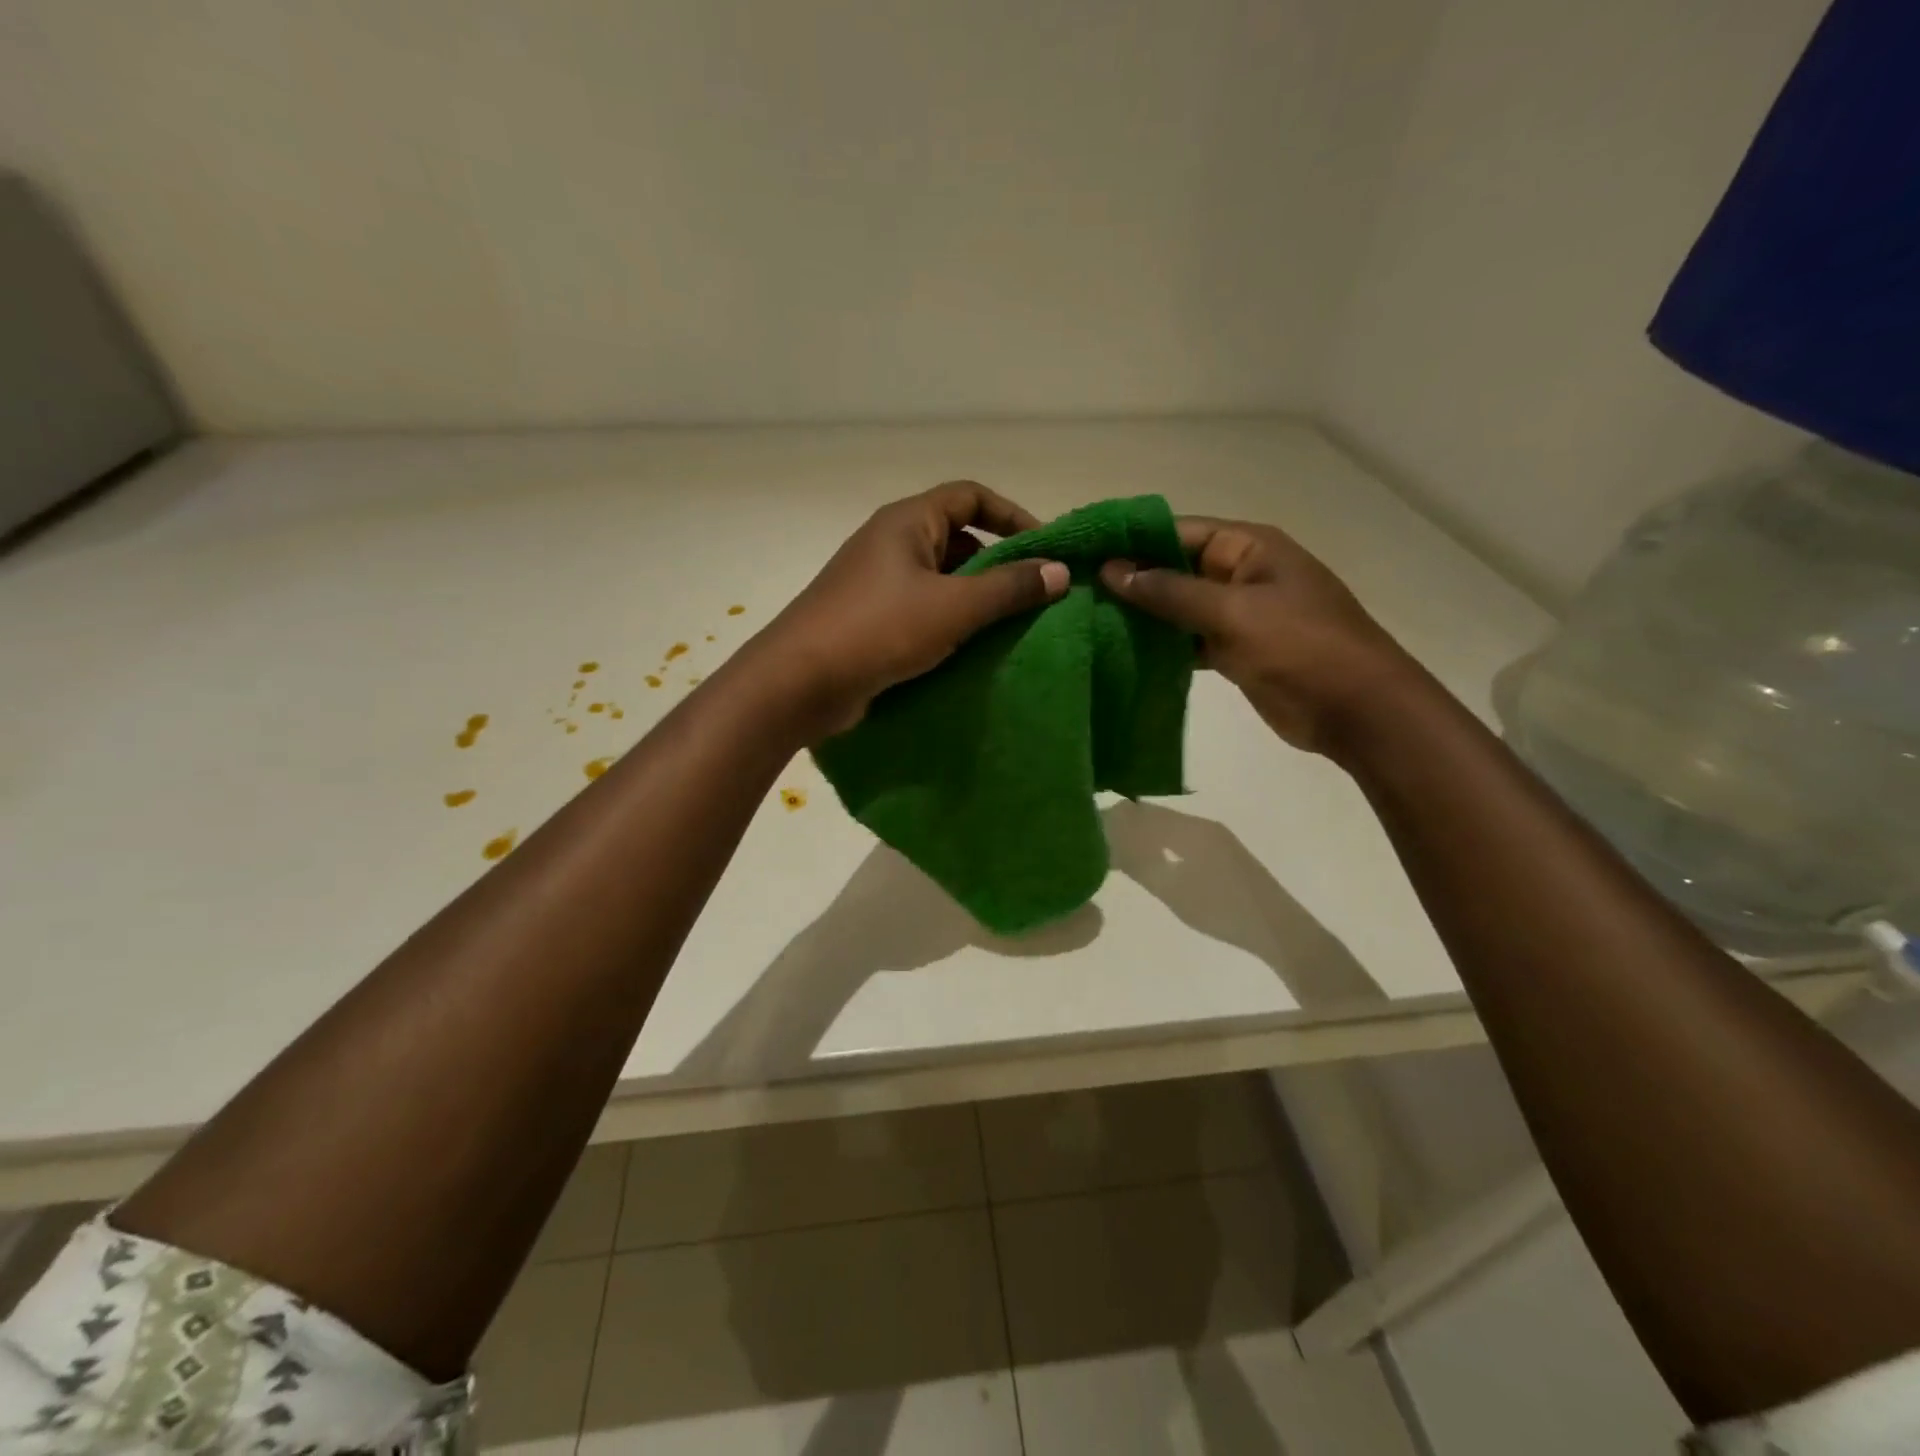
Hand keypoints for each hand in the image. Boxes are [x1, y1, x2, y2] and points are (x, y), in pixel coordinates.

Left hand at [756, 481, 1069, 735]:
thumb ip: (1008, 588)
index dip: (1012, 515)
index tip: (1046, 548)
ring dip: (976, 599)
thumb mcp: (953, 606)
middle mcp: (891, 545)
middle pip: (957, 539)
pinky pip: (923, 612)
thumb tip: (1059, 571)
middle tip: (1034, 595)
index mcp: (907, 522)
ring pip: (941, 581)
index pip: (970, 496)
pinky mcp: (872, 622)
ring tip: (1013, 626)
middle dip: (998, 563)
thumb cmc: (878, 630)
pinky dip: (951, 624)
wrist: (800, 683)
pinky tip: (974, 651)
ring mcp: (878, 585)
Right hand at [1099, 517, 1416, 753]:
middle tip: (1075, 591)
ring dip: (1142, 616)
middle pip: (1175, 568)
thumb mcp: (1234, 613)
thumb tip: (1113, 570)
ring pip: (1178, 608)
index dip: (1132, 540)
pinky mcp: (1235, 651)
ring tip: (1088, 622)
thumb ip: (1171, 591)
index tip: (1083, 552)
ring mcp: (1238, 615)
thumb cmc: (1301, 648)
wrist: (1358, 712)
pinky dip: (1160, 647)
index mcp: (1249, 547)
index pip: (1178, 531)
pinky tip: (1122, 654)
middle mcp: (1241, 574)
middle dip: (1131, 580)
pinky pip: (1188, 641)